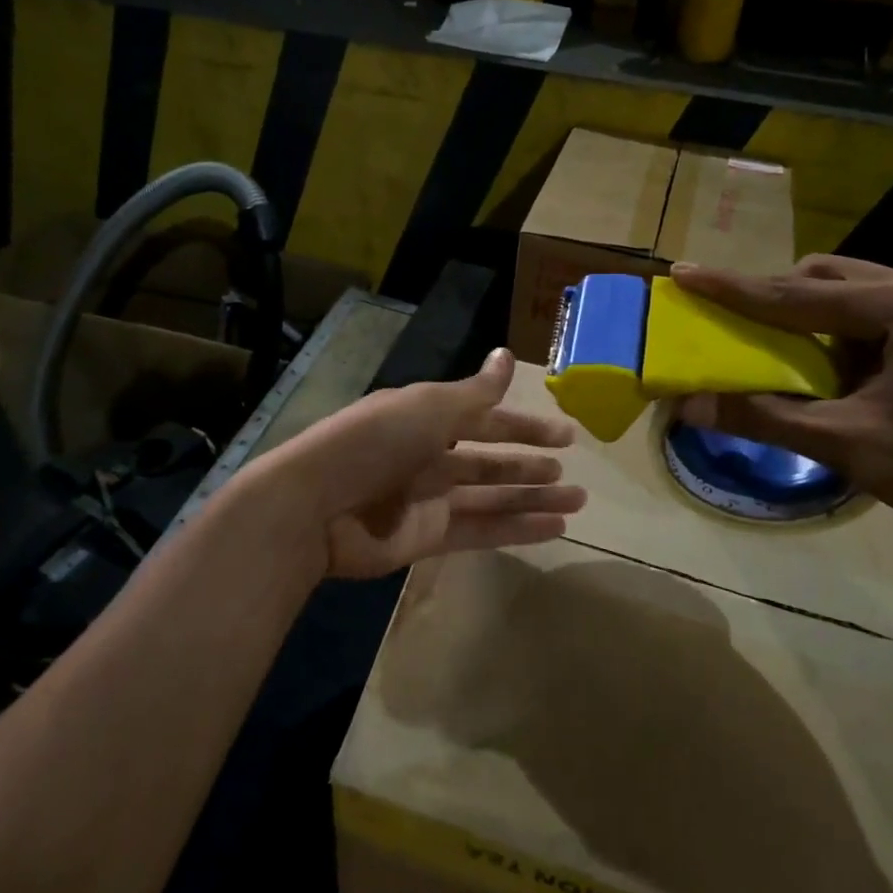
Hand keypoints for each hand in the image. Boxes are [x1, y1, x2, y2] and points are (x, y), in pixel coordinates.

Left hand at [256, 347, 584, 580]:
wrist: (315, 506)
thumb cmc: (373, 443)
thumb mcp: (428, 408)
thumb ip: (474, 392)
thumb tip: (507, 355)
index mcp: (425, 419)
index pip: (484, 420)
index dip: (524, 427)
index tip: (565, 435)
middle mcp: (428, 457)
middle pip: (490, 461)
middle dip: (530, 466)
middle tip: (571, 474)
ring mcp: (428, 500)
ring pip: (492, 497)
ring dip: (533, 499)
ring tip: (577, 501)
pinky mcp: (427, 538)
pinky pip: (481, 531)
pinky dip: (517, 530)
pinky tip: (554, 529)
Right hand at [671, 257, 892, 543]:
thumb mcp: (851, 445)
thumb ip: (767, 419)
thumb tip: (689, 406)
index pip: (795, 292)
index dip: (732, 287)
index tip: (683, 273)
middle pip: (827, 276)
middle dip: (778, 298)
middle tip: (745, 330)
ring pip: (855, 293)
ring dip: (814, 319)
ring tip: (795, 362)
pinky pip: (879, 317)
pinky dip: (846, 337)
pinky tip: (845, 379)